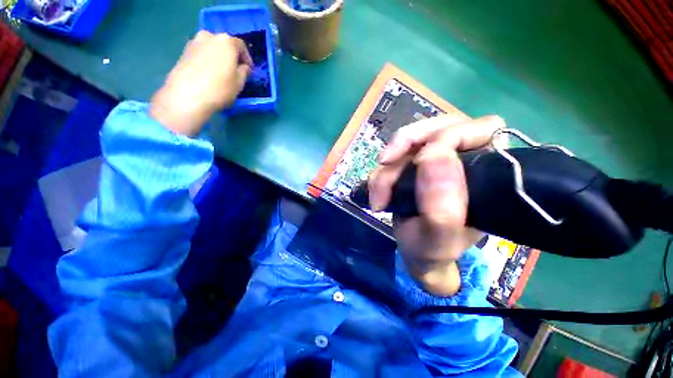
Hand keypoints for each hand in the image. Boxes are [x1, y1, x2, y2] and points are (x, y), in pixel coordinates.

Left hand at [150, 31, 253, 135]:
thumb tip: (243, 67)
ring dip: (218, 59)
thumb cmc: (220, 88)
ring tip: (222, 74)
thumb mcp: (239, 83)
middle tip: (236, 71)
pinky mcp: (183, 53)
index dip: (247, 59)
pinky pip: (201, 55)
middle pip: (224, 45)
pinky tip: (210, 76)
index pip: (241, 46)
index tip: (250, 71)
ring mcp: (194, 43)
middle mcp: (209, 36)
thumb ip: (244, 72)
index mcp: (226, 41)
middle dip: (231, 57)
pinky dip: (207, 62)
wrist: (187, 95)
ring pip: (211, 49)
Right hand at [369, 115, 505, 295]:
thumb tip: (434, 156)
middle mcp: (463, 159)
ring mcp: (434, 160)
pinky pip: (393, 157)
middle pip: (438, 126)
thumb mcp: (439, 241)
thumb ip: (442, 209)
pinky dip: (381, 173)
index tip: (419, 161)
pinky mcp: (412, 165)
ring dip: (388, 167)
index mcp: (487, 174)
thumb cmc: (432, 250)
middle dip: (407, 143)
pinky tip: (378, 193)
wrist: (413, 253)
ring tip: (379, 196)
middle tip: (385, 163)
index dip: (449, 136)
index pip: (481, 130)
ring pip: (409, 141)